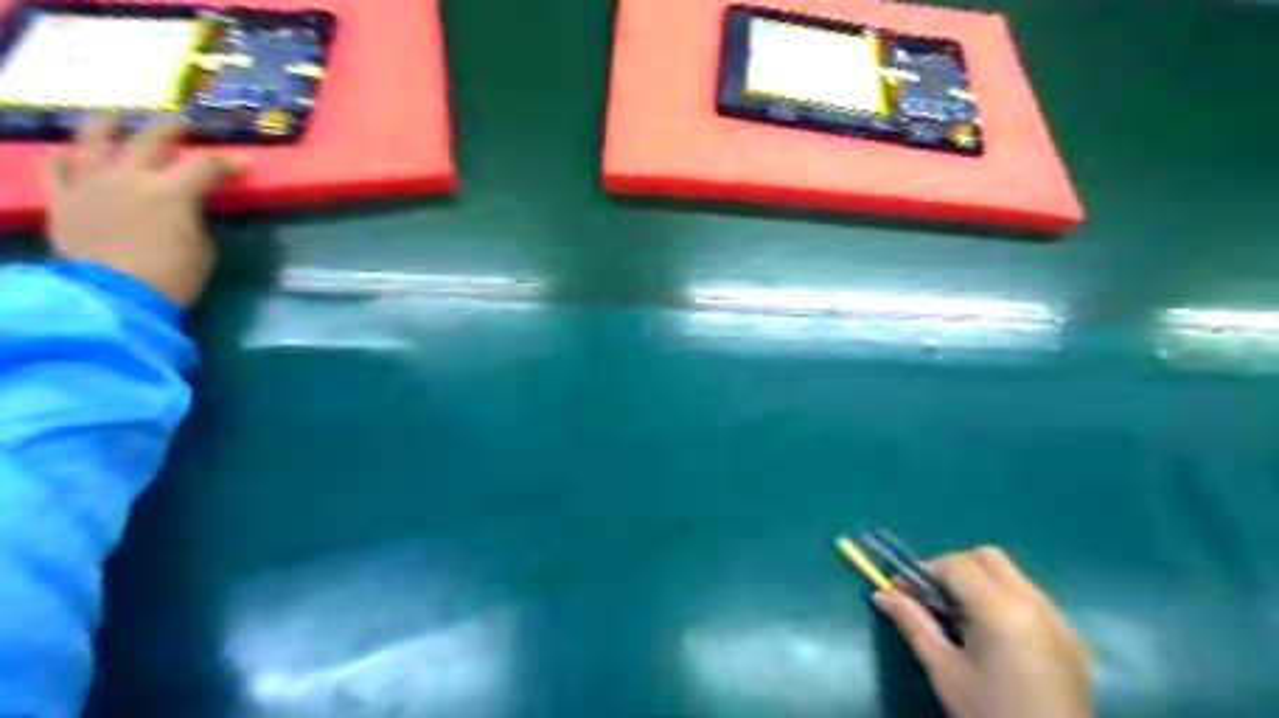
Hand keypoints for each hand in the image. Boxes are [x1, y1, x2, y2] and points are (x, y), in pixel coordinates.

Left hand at [43, 113, 240, 304]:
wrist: (115, 296)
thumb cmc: (172, 276)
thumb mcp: (202, 247)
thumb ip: (193, 218)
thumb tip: (185, 208)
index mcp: (171, 191)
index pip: (205, 165)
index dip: (228, 162)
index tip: (243, 166)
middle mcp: (128, 177)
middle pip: (150, 139)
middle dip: (171, 129)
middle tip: (183, 126)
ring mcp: (89, 184)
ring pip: (92, 138)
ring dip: (108, 124)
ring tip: (116, 119)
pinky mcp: (61, 199)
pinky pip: (55, 167)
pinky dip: (65, 158)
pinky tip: (71, 155)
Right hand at [876, 544, 1092, 716]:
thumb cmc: (990, 715)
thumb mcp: (944, 670)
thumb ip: (913, 623)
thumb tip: (881, 593)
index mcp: (1002, 610)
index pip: (957, 565)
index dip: (926, 570)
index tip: (905, 589)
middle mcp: (1035, 604)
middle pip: (989, 558)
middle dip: (955, 567)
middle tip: (934, 597)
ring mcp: (1060, 621)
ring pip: (1013, 576)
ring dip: (981, 582)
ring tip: (962, 618)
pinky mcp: (1072, 640)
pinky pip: (1033, 600)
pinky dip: (1006, 600)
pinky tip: (995, 636)